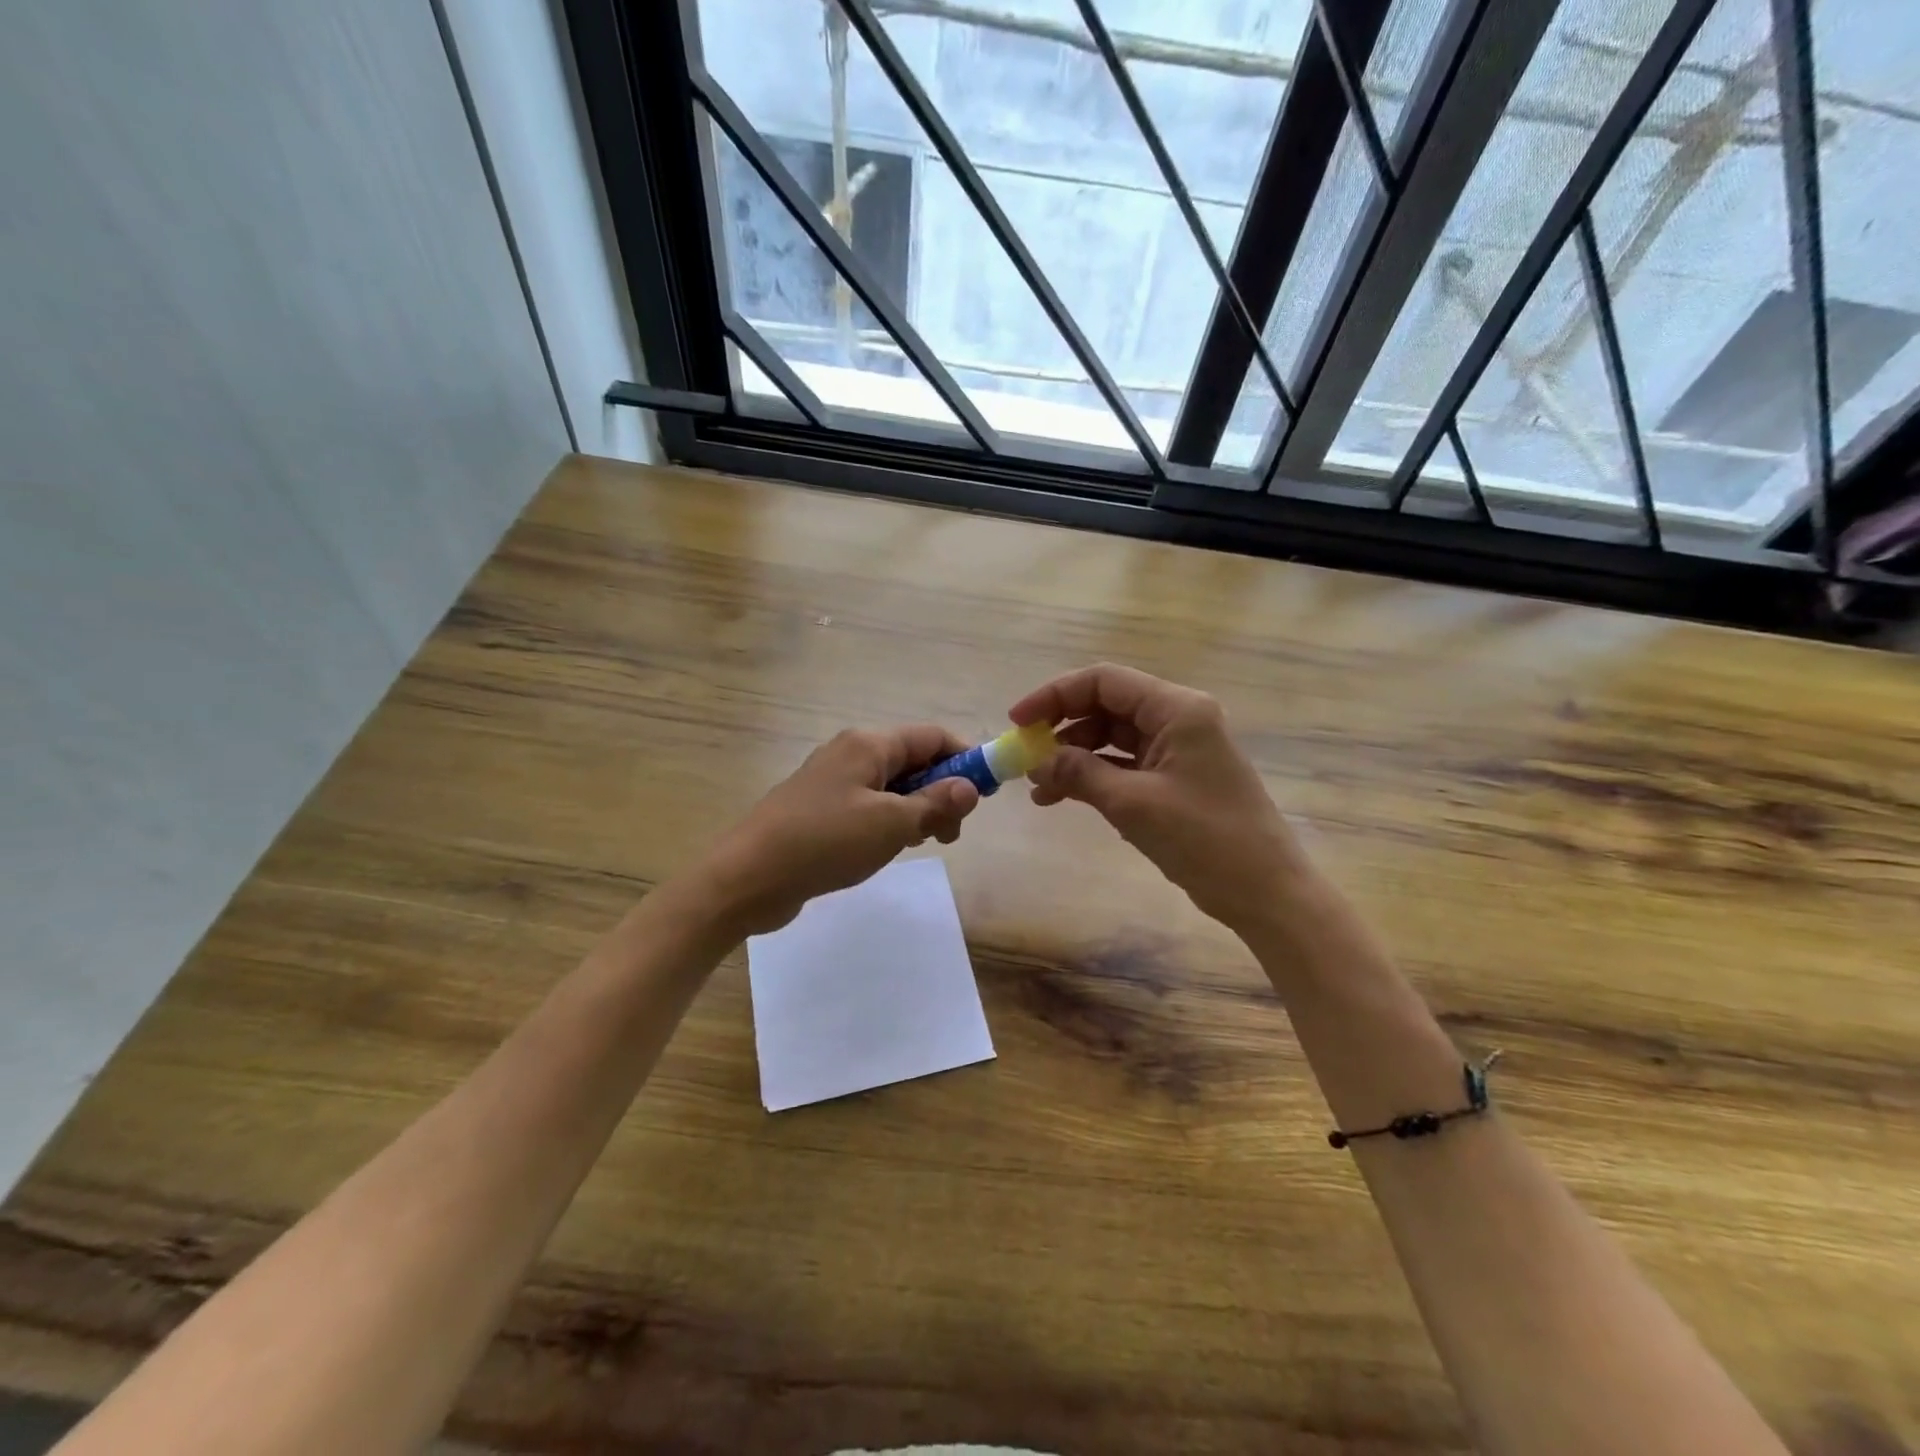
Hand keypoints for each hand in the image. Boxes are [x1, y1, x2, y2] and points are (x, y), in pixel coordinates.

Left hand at [700, 725, 980, 936]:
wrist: (747, 878)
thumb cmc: (824, 842)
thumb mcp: (890, 824)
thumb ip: (935, 803)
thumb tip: (971, 787)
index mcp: (868, 744)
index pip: (932, 737)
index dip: (965, 760)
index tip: (986, 795)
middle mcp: (851, 753)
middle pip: (913, 760)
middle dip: (941, 792)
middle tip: (950, 833)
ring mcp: (832, 782)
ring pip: (891, 787)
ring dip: (916, 810)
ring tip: (921, 844)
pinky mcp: (820, 810)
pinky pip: (868, 806)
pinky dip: (889, 822)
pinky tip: (890, 849)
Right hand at [1012, 664, 1307, 933]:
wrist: (1265, 892)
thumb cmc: (1205, 840)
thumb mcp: (1133, 804)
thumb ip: (1080, 773)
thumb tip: (1036, 759)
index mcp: (1176, 709)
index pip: (1104, 681)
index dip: (1055, 695)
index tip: (1017, 721)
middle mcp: (1178, 718)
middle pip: (1106, 705)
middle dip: (1062, 728)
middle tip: (1025, 755)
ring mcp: (1178, 749)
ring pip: (1111, 737)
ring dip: (1073, 757)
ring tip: (1039, 788)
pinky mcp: (1175, 777)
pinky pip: (1124, 764)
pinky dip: (1093, 776)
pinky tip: (1063, 798)